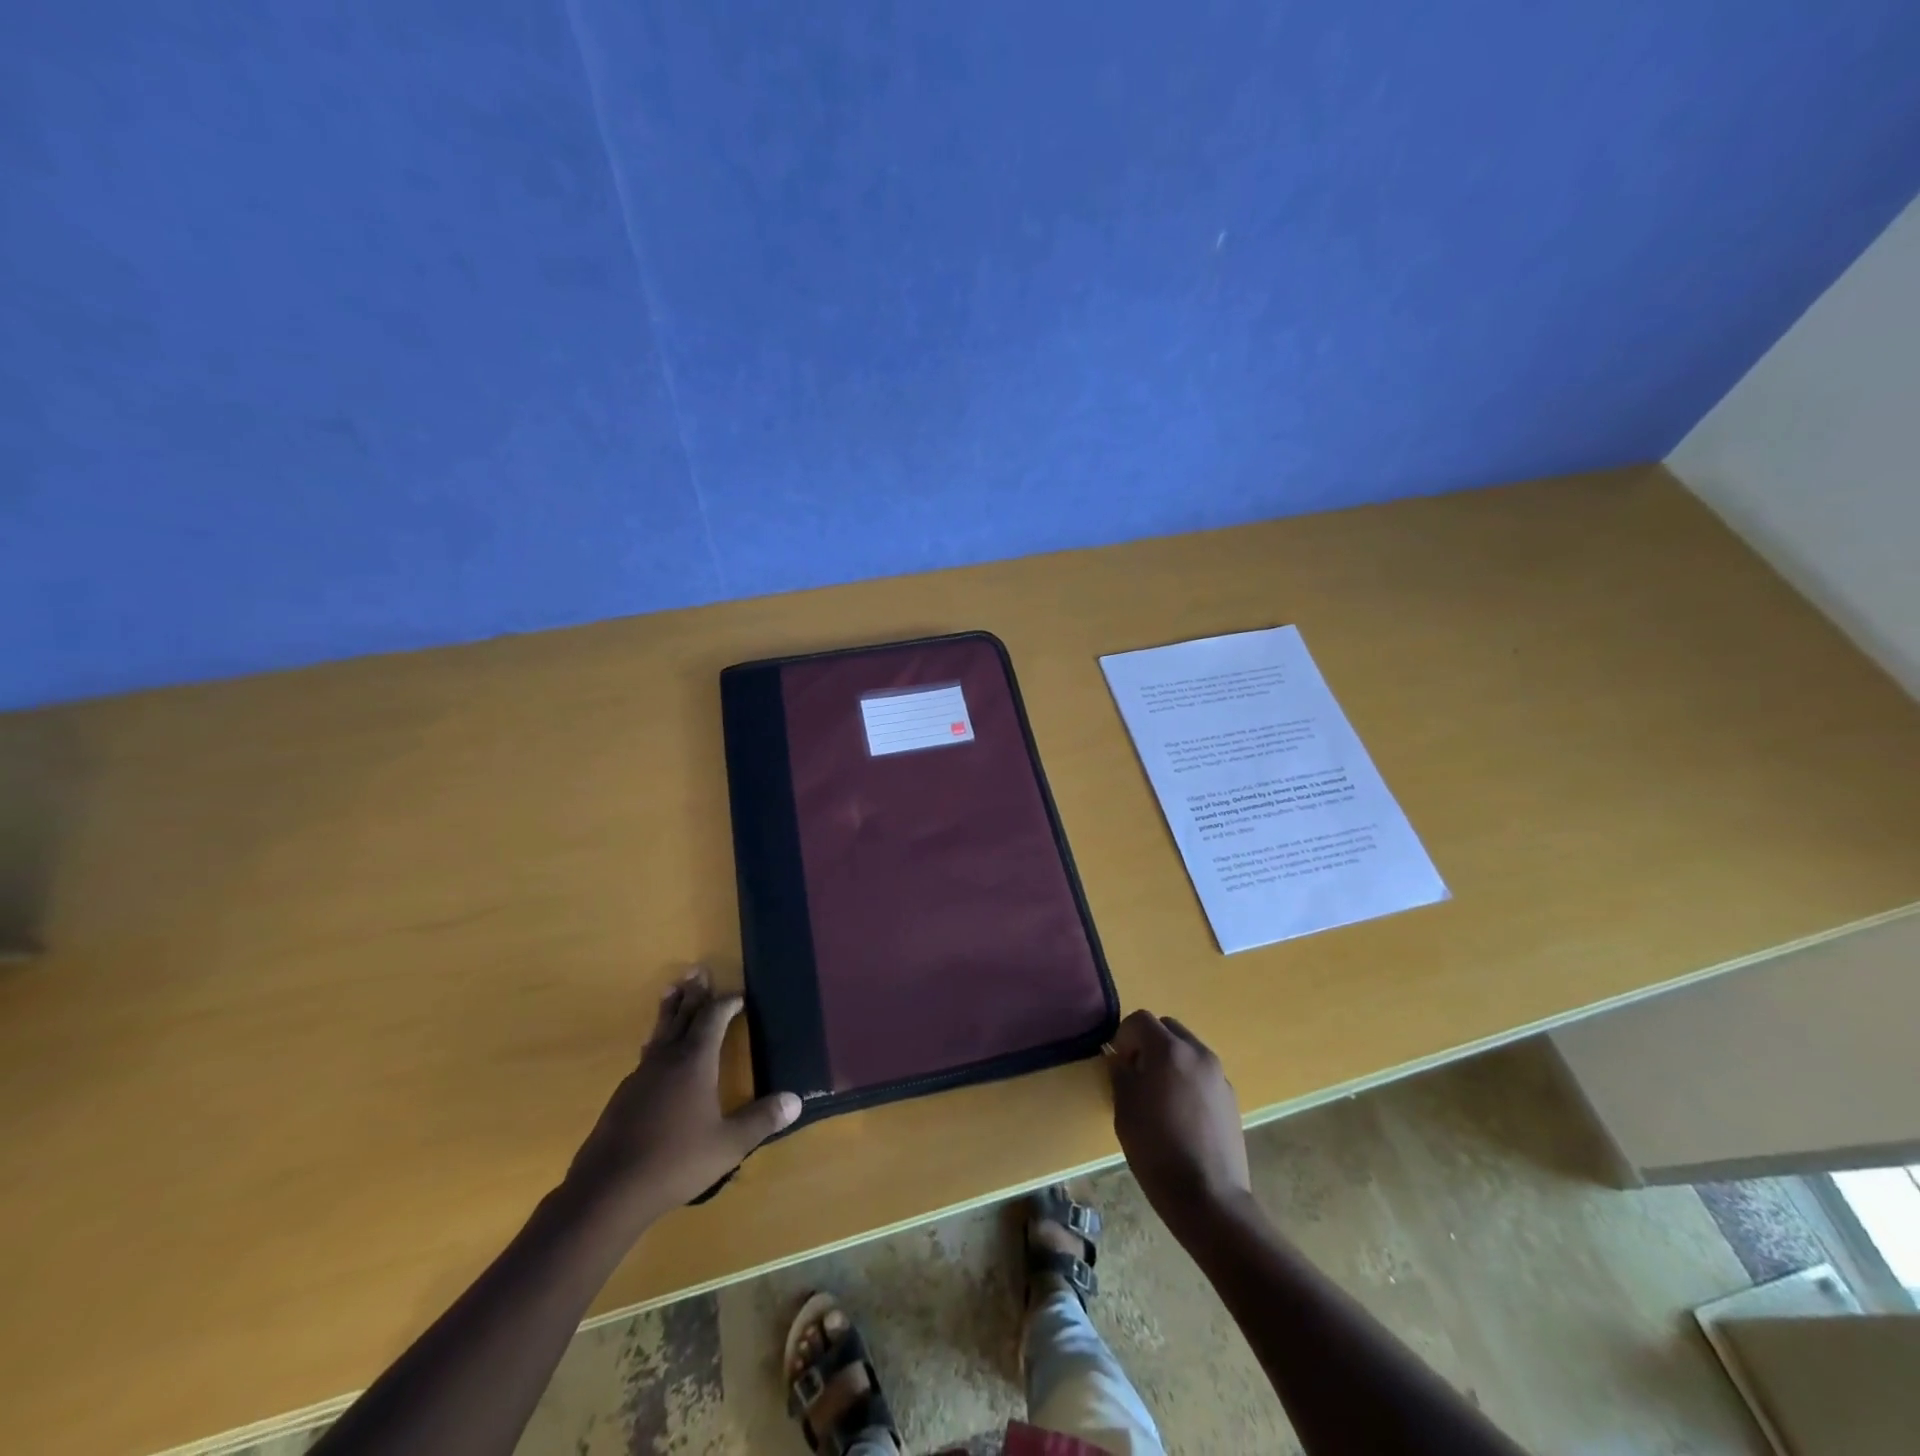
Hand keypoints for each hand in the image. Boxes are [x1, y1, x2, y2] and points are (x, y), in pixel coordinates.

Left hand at [566, 968, 799, 1217]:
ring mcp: (641, 1076)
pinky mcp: (624, 1096)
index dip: (726, 1003)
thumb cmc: (675, 1162)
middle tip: (698, 970)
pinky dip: (658, 1040)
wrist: (607, 1191)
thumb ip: (761, 1120)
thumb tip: (796, 1100)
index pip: (712, 1018)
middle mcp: (667, 1059)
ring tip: (672, 991)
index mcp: (694, 1062)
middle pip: (682, 1015)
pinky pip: (647, 1055)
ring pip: (659, 1032)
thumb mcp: (728, 1144)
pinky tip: (655, 1050)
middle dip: (694, 993)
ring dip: (670, 1010)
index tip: (739, 996)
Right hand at [1108, 1010, 1251, 1233]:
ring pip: (1187, 1049)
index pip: (1140, 1019)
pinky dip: (1188, 1078)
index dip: (1124, 1036)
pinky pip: (1202, 1073)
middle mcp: (1197, 1053)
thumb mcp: (1124, 1110)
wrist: (1209, 1198)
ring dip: (1170, 1059)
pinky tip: (1181, 1114)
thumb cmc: (1157, 1151)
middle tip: (1137, 1074)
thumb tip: (1121, 1060)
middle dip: (1148, 1042)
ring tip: (1160, 1096)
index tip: (1118, 1063)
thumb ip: (1120, 1074)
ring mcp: (1218, 1075)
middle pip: (1168, 1028)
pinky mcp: (1231, 1097)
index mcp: (1169, 1050)